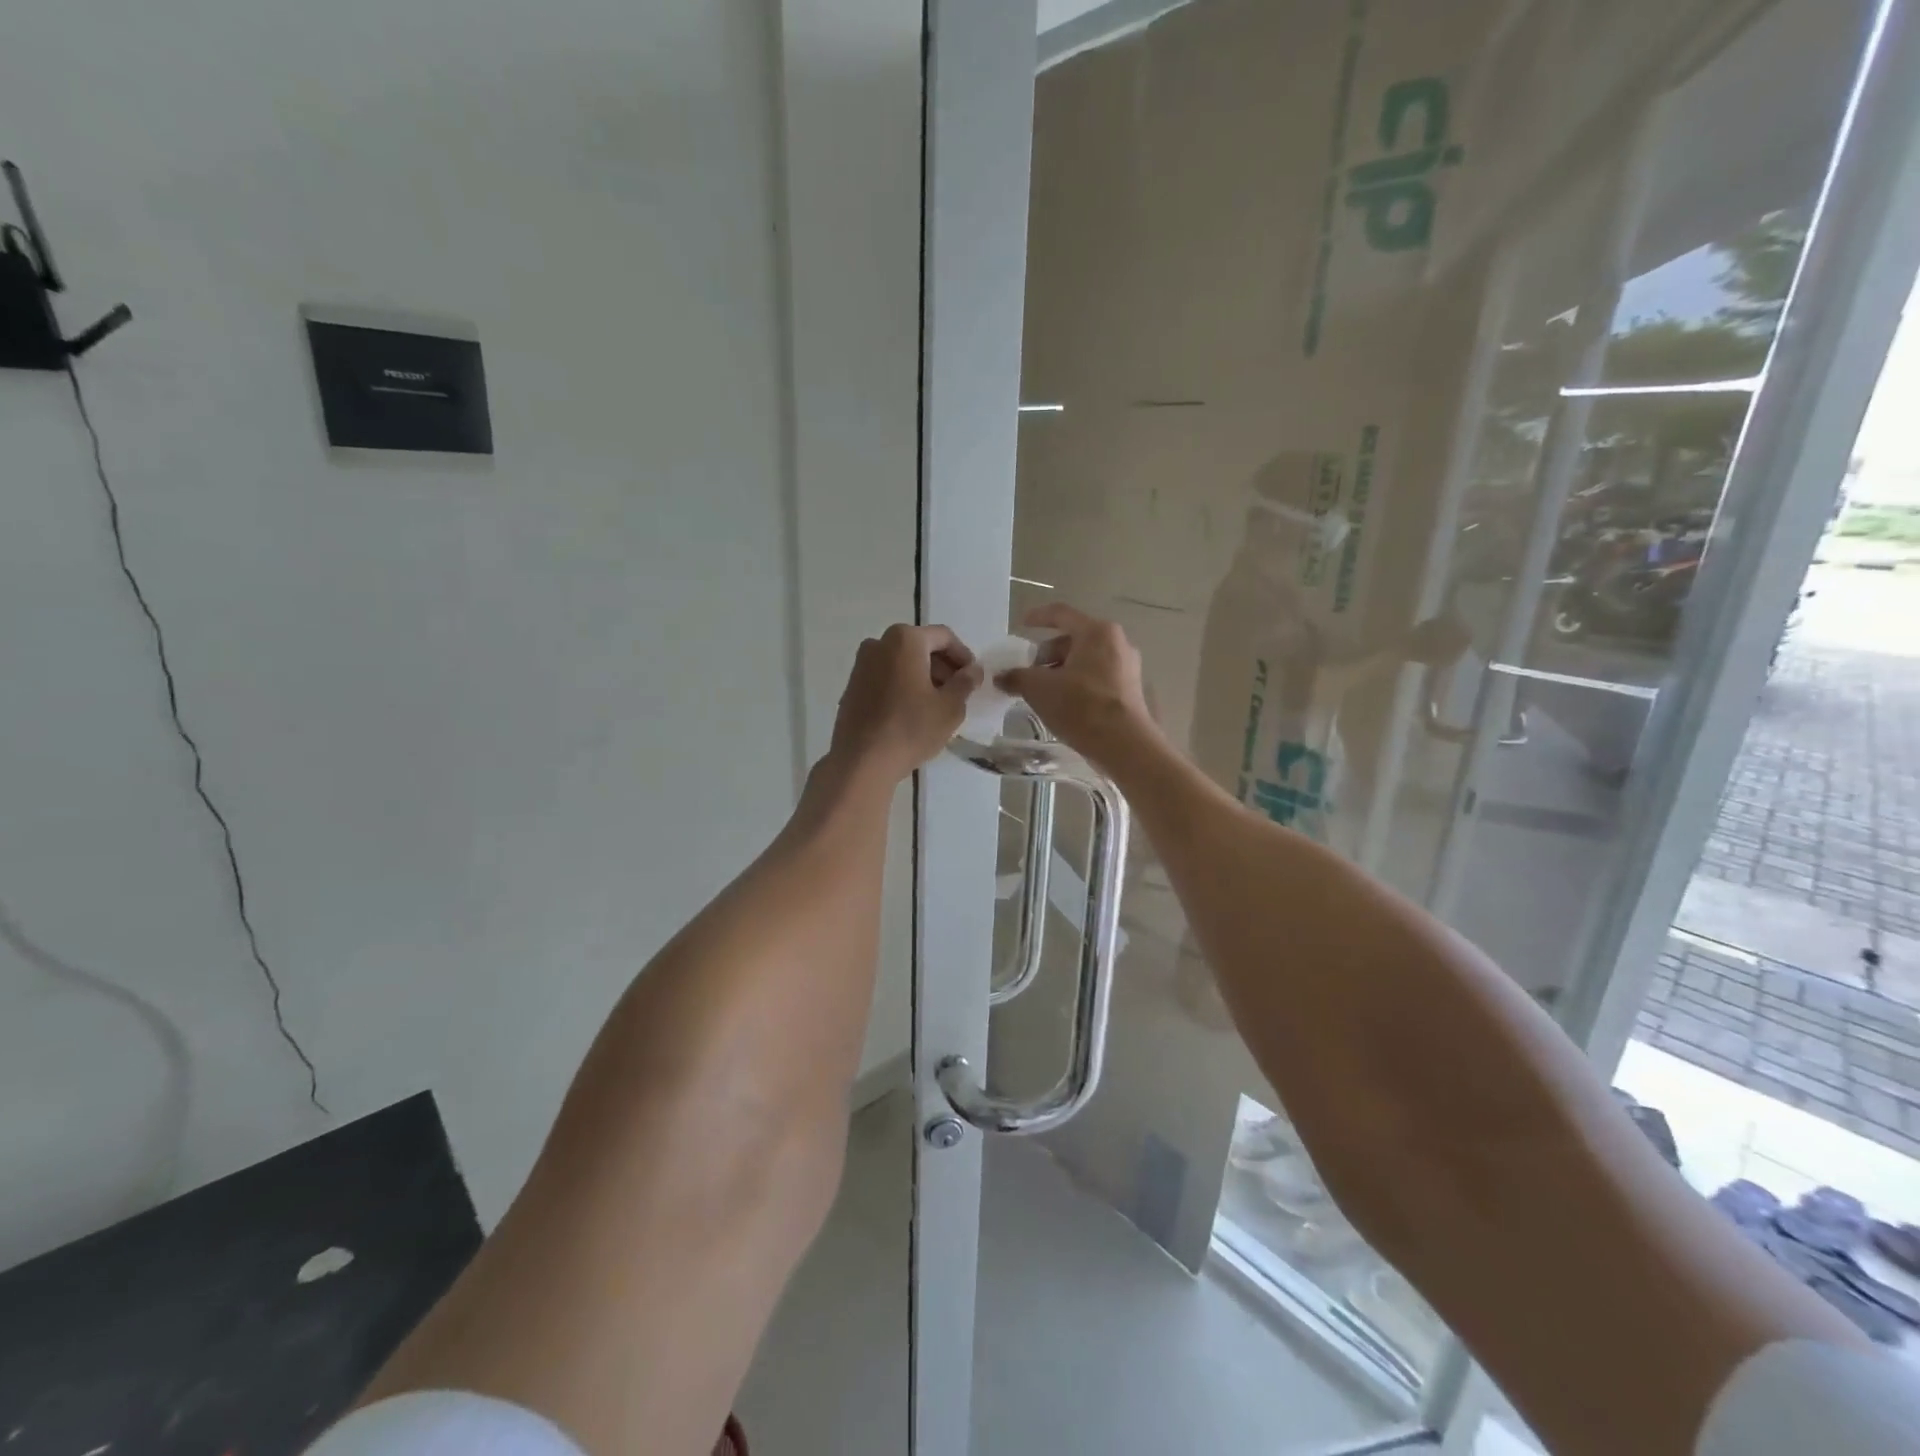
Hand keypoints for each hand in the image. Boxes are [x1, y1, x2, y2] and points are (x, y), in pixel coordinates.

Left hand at [828, 624, 981, 783]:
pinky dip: (903, 685)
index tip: (973, 678)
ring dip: (923, 676)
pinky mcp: (852, 686)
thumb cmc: (911, 728)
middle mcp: (879, 643)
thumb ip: (965, 682)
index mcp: (905, 640)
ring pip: (902, 662)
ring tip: (937, 704)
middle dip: (942, 666)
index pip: (944, 637)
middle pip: (920, 646)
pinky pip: (886, 677)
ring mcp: (861, 664)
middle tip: (958, 691)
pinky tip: (912, 711)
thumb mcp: (950, 707)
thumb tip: (973, 670)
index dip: (963, 656)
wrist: (862, 760)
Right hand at [995, 604, 1156, 770]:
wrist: (1123, 744)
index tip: (1022, 625)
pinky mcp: (1130, 689)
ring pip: (1085, 660)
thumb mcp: (1039, 689)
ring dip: (1061, 671)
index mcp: (1096, 632)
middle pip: (1074, 639)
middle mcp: (1116, 642)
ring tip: (1042, 691)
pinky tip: (1063, 703)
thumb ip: (1017, 677)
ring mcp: (1127, 666)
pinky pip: (1097, 677)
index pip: (1061, 614)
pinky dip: (1077, 683)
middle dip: (1048, 654)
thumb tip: (1001, 677)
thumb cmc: (1080, 706)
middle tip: (1028, 672)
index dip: (1038, 617)